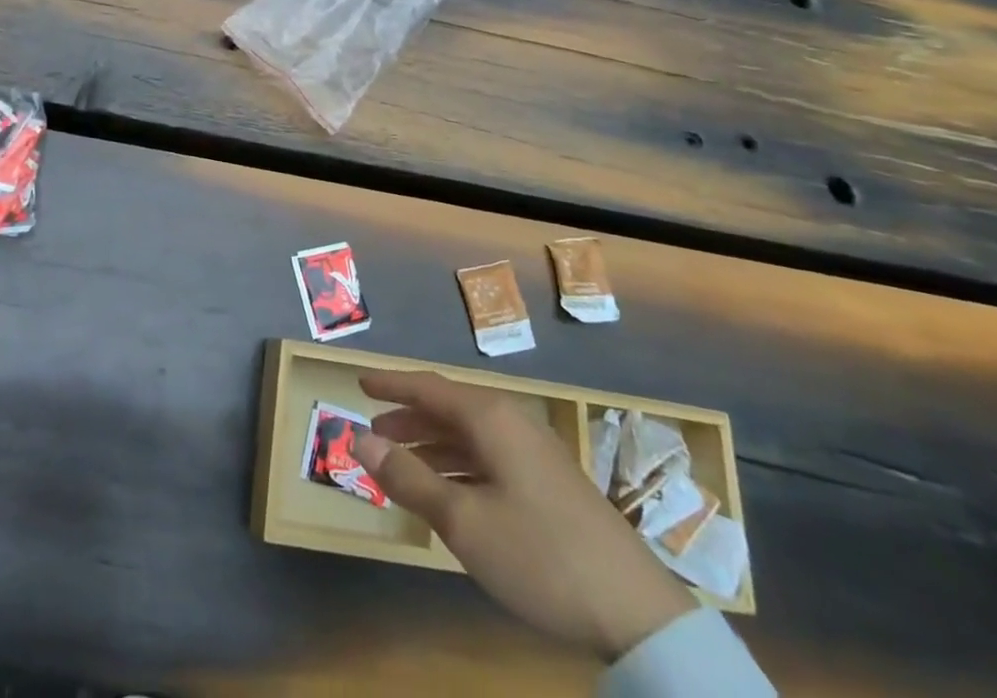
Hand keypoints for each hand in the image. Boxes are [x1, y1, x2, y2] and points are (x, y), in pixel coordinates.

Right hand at [355, 370, 695, 662]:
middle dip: (408, 419)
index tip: (359, 384)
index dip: (391, 384)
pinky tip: (448, 494)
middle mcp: (511, 423)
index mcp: (490, 418)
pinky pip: (489, 458)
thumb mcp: (463, 520)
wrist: (637, 612)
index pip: (428, 386)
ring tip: (401, 466)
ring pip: (469, 437)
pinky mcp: (549, 484)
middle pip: (448, 409)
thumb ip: (408, 478)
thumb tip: (360, 440)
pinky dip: (458, 467)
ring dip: (431, 447)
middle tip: (374, 434)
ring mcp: (534, 454)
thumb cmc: (539, 554)